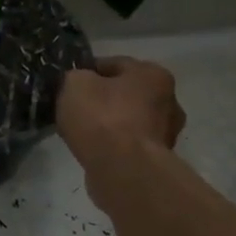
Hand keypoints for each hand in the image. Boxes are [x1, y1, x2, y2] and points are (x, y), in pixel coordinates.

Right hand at [57, 56, 185, 167]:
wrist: (123, 170)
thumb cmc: (102, 118)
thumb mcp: (75, 84)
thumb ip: (75, 77)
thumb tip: (79, 83)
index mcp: (153, 74)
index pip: (113, 64)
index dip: (87, 72)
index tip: (68, 84)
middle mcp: (168, 101)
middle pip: (125, 94)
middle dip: (102, 99)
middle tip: (75, 109)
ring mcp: (166, 134)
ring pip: (128, 121)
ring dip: (108, 125)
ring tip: (82, 133)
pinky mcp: (156, 161)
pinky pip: (127, 145)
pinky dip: (112, 146)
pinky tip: (93, 151)